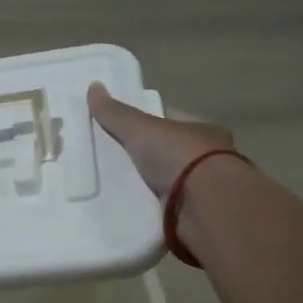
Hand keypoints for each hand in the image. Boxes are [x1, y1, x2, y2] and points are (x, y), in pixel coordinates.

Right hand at [86, 82, 236, 198]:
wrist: (207, 207)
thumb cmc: (181, 157)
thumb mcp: (142, 129)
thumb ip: (117, 113)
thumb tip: (93, 86)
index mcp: (203, 129)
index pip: (171, 119)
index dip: (146, 120)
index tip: (121, 126)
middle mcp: (209, 157)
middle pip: (168, 152)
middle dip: (144, 155)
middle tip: (111, 158)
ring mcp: (204, 189)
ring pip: (168, 181)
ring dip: (148, 184)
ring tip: (114, 186)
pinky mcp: (196, 217)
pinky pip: (166, 208)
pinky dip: (151, 208)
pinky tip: (129, 208)